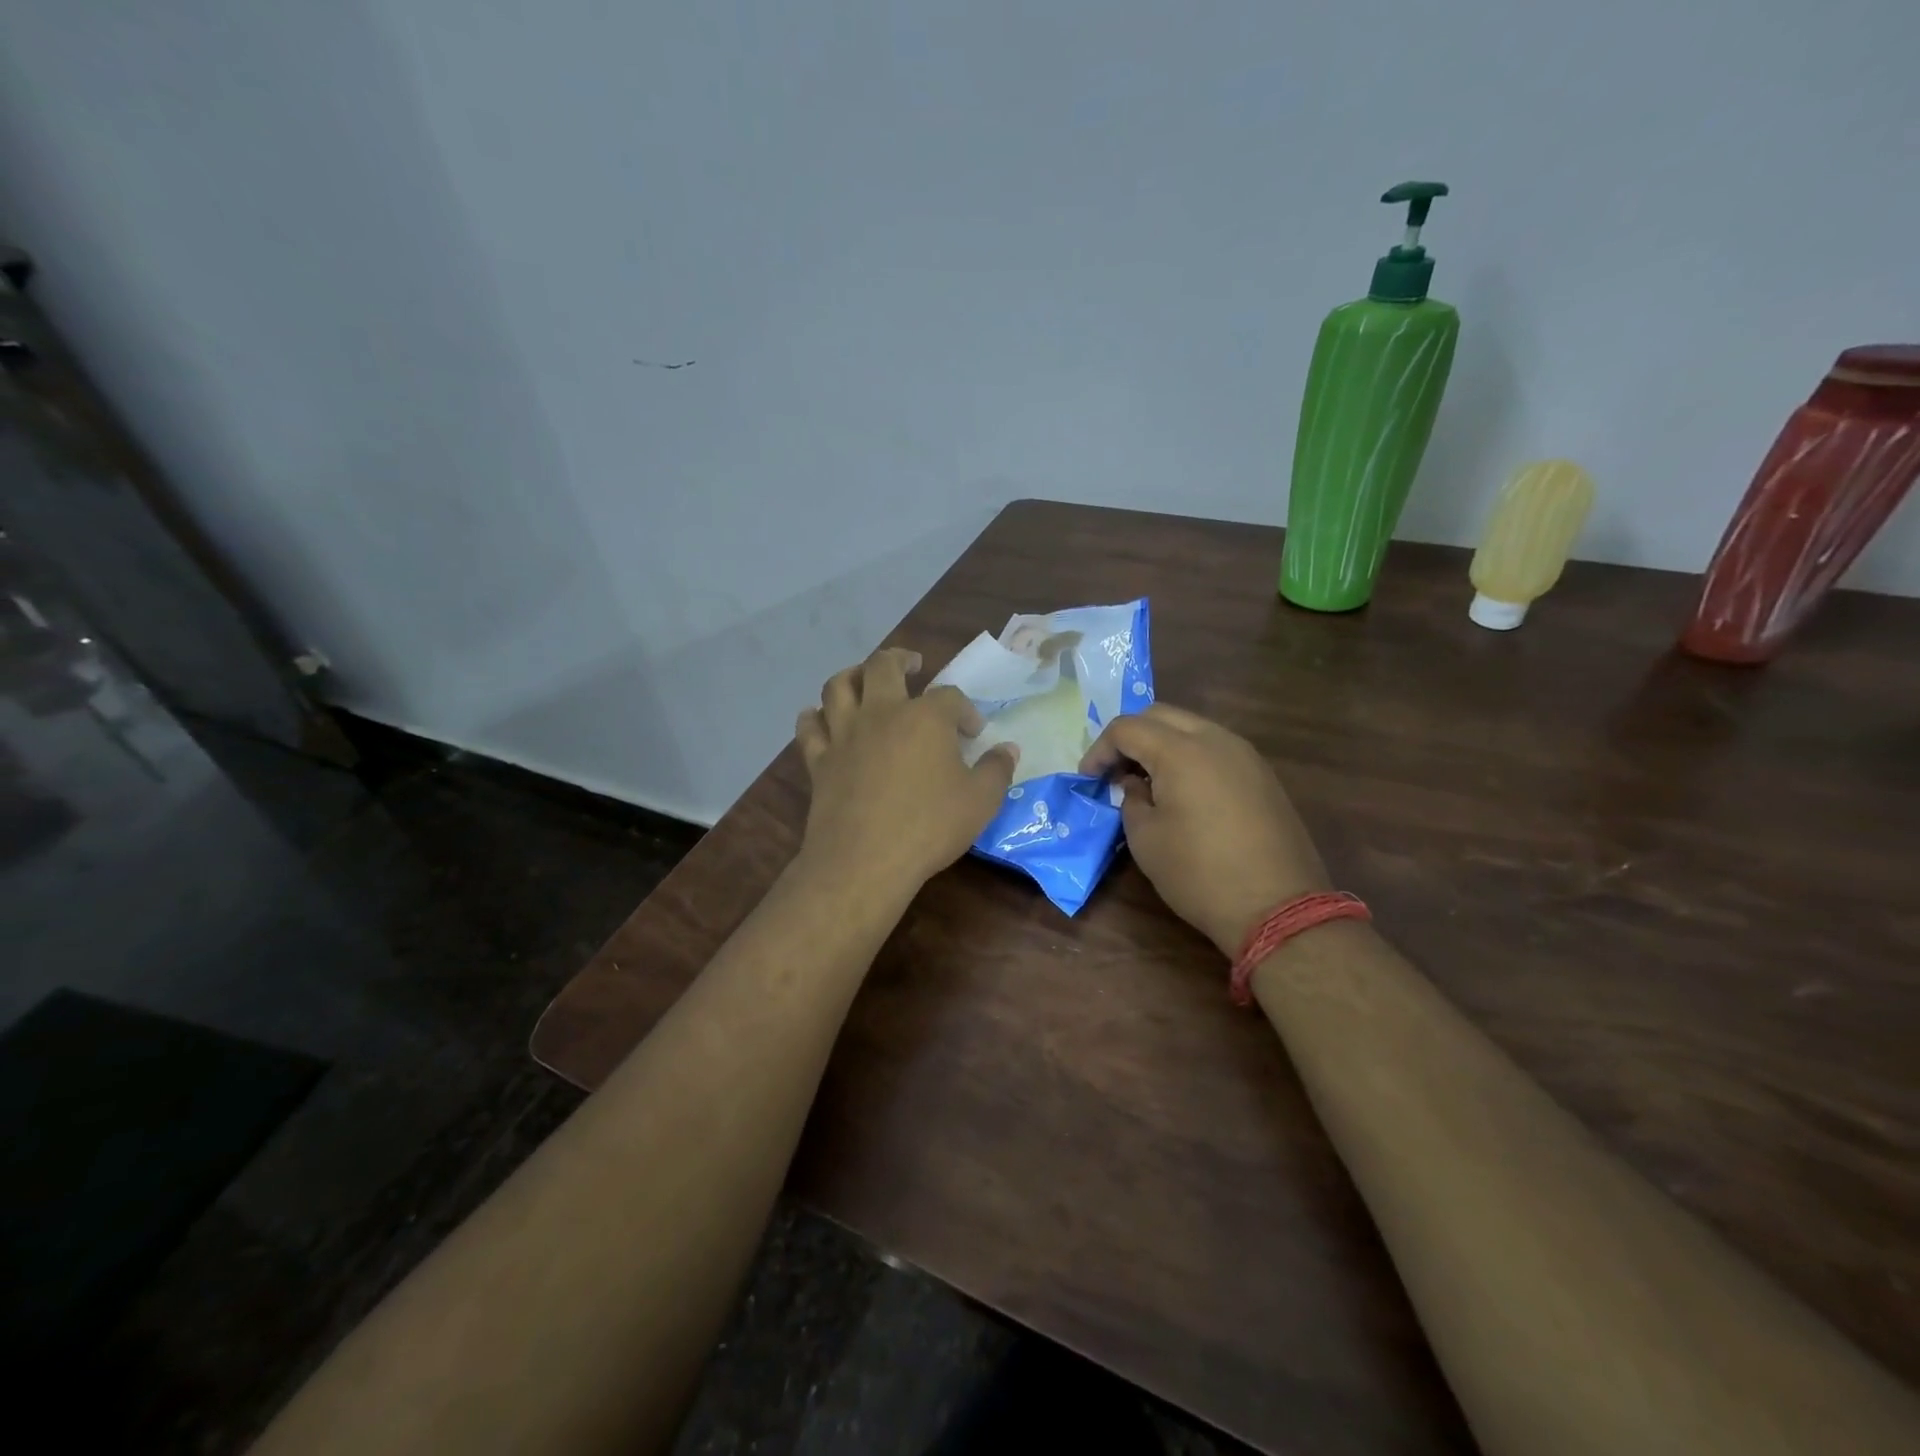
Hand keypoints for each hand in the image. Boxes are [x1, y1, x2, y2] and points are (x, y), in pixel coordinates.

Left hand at [795, 647, 1019, 901]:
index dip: (965, 710)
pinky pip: (810, 728)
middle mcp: (881, 713)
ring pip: (838, 686)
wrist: (864, 860)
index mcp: (925, 717)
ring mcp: (845, 734)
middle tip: (912, 664)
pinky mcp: (820, 760)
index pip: (950, 697)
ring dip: (852, 675)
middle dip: (901, 659)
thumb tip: (1008, 749)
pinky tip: (818, 717)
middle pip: (884, 666)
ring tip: (863, 679)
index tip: (973, 732)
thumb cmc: (929, 827)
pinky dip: (813, 717)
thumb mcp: (980, 801)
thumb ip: (997, 770)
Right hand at [1080, 704, 1328, 956]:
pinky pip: (1216, 749)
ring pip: (1192, 727)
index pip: (1127, 728)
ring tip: (1147, 780)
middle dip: (1130, 737)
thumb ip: (1132, 800)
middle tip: (1115, 771)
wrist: (1277, 907)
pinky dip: (1190, 757)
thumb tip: (1136, 784)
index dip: (1100, 750)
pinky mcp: (1263, 775)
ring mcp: (1245, 755)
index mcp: (1180, 751)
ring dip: (1162, 744)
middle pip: (1160, 715)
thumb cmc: (1199, 873)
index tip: (1088, 779)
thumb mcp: (1145, 839)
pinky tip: (1183, 791)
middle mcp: (1215, 739)